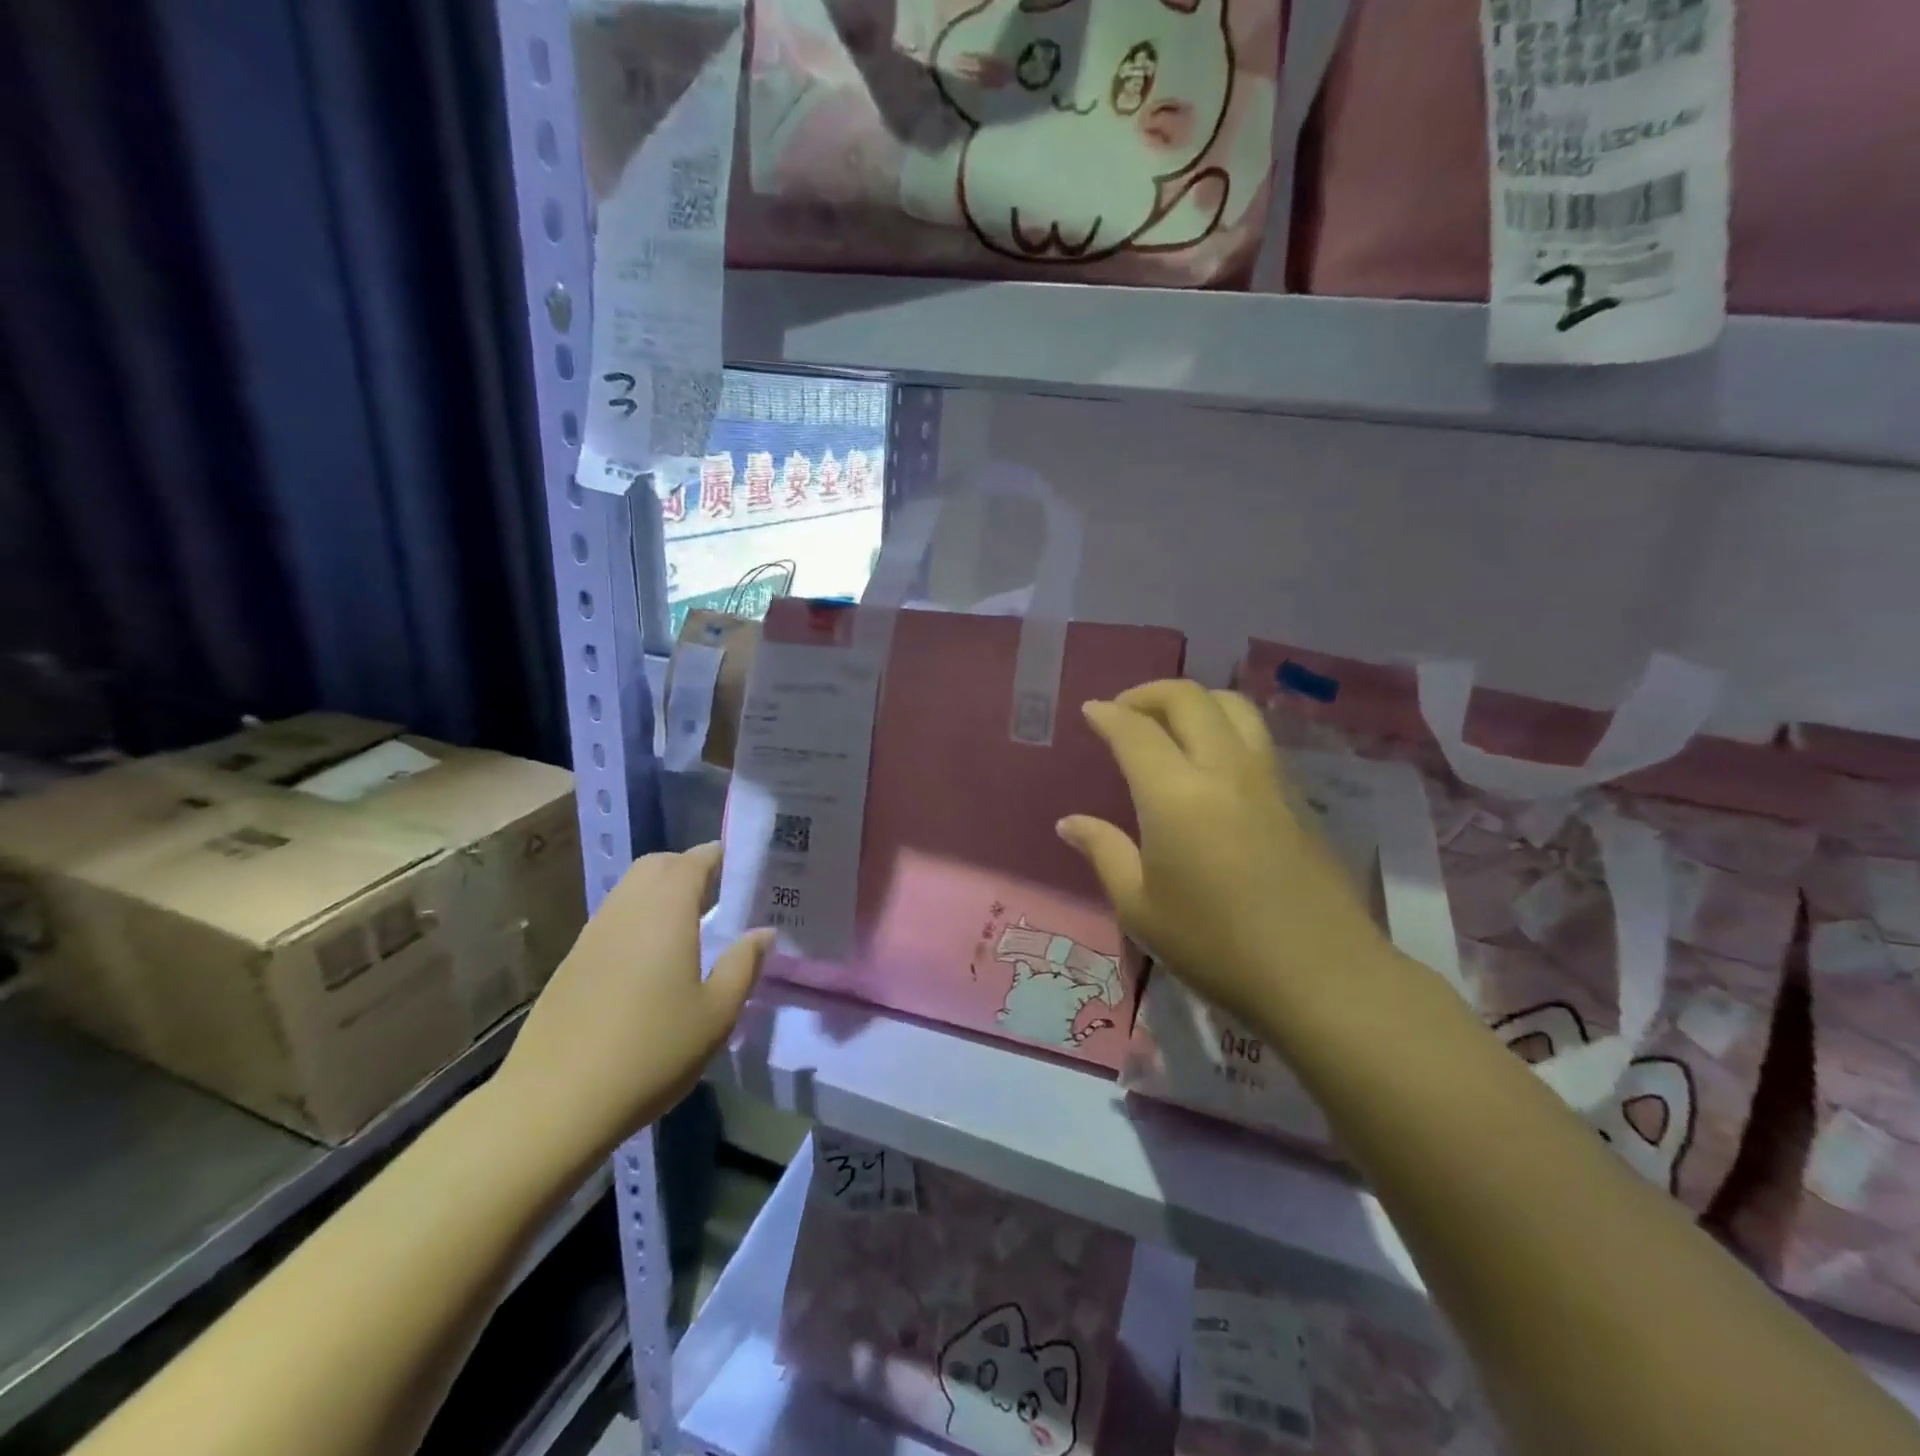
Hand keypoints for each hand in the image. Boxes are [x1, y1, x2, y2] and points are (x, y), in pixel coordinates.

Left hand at [494, 843, 771, 1169]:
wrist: (554, 1103)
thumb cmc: (651, 1053)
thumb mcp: (716, 1015)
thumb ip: (743, 965)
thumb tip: (762, 932)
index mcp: (666, 912)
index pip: (692, 861)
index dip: (717, 855)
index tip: (741, 864)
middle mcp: (626, 911)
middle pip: (655, 865)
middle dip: (687, 866)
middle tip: (718, 891)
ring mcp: (592, 935)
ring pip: (629, 890)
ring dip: (659, 891)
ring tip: (689, 923)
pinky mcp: (572, 963)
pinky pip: (613, 919)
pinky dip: (637, 918)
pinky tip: (651, 958)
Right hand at [1057, 680, 1388, 1029]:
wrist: (1322, 976)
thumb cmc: (1216, 946)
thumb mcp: (1140, 908)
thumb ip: (1104, 852)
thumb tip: (1070, 823)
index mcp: (1175, 794)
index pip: (1135, 731)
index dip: (1107, 715)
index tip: (1090, 712)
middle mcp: (1224, 770)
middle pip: (1189, 699)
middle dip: (1149, 693)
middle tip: (1125, 711)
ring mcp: (1269, 779)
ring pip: (1233, 707)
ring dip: (1195, 701)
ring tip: (1172, 725)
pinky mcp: (1298, 798)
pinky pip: (1257, 738)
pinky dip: (1225, 728)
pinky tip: (1213, 764)